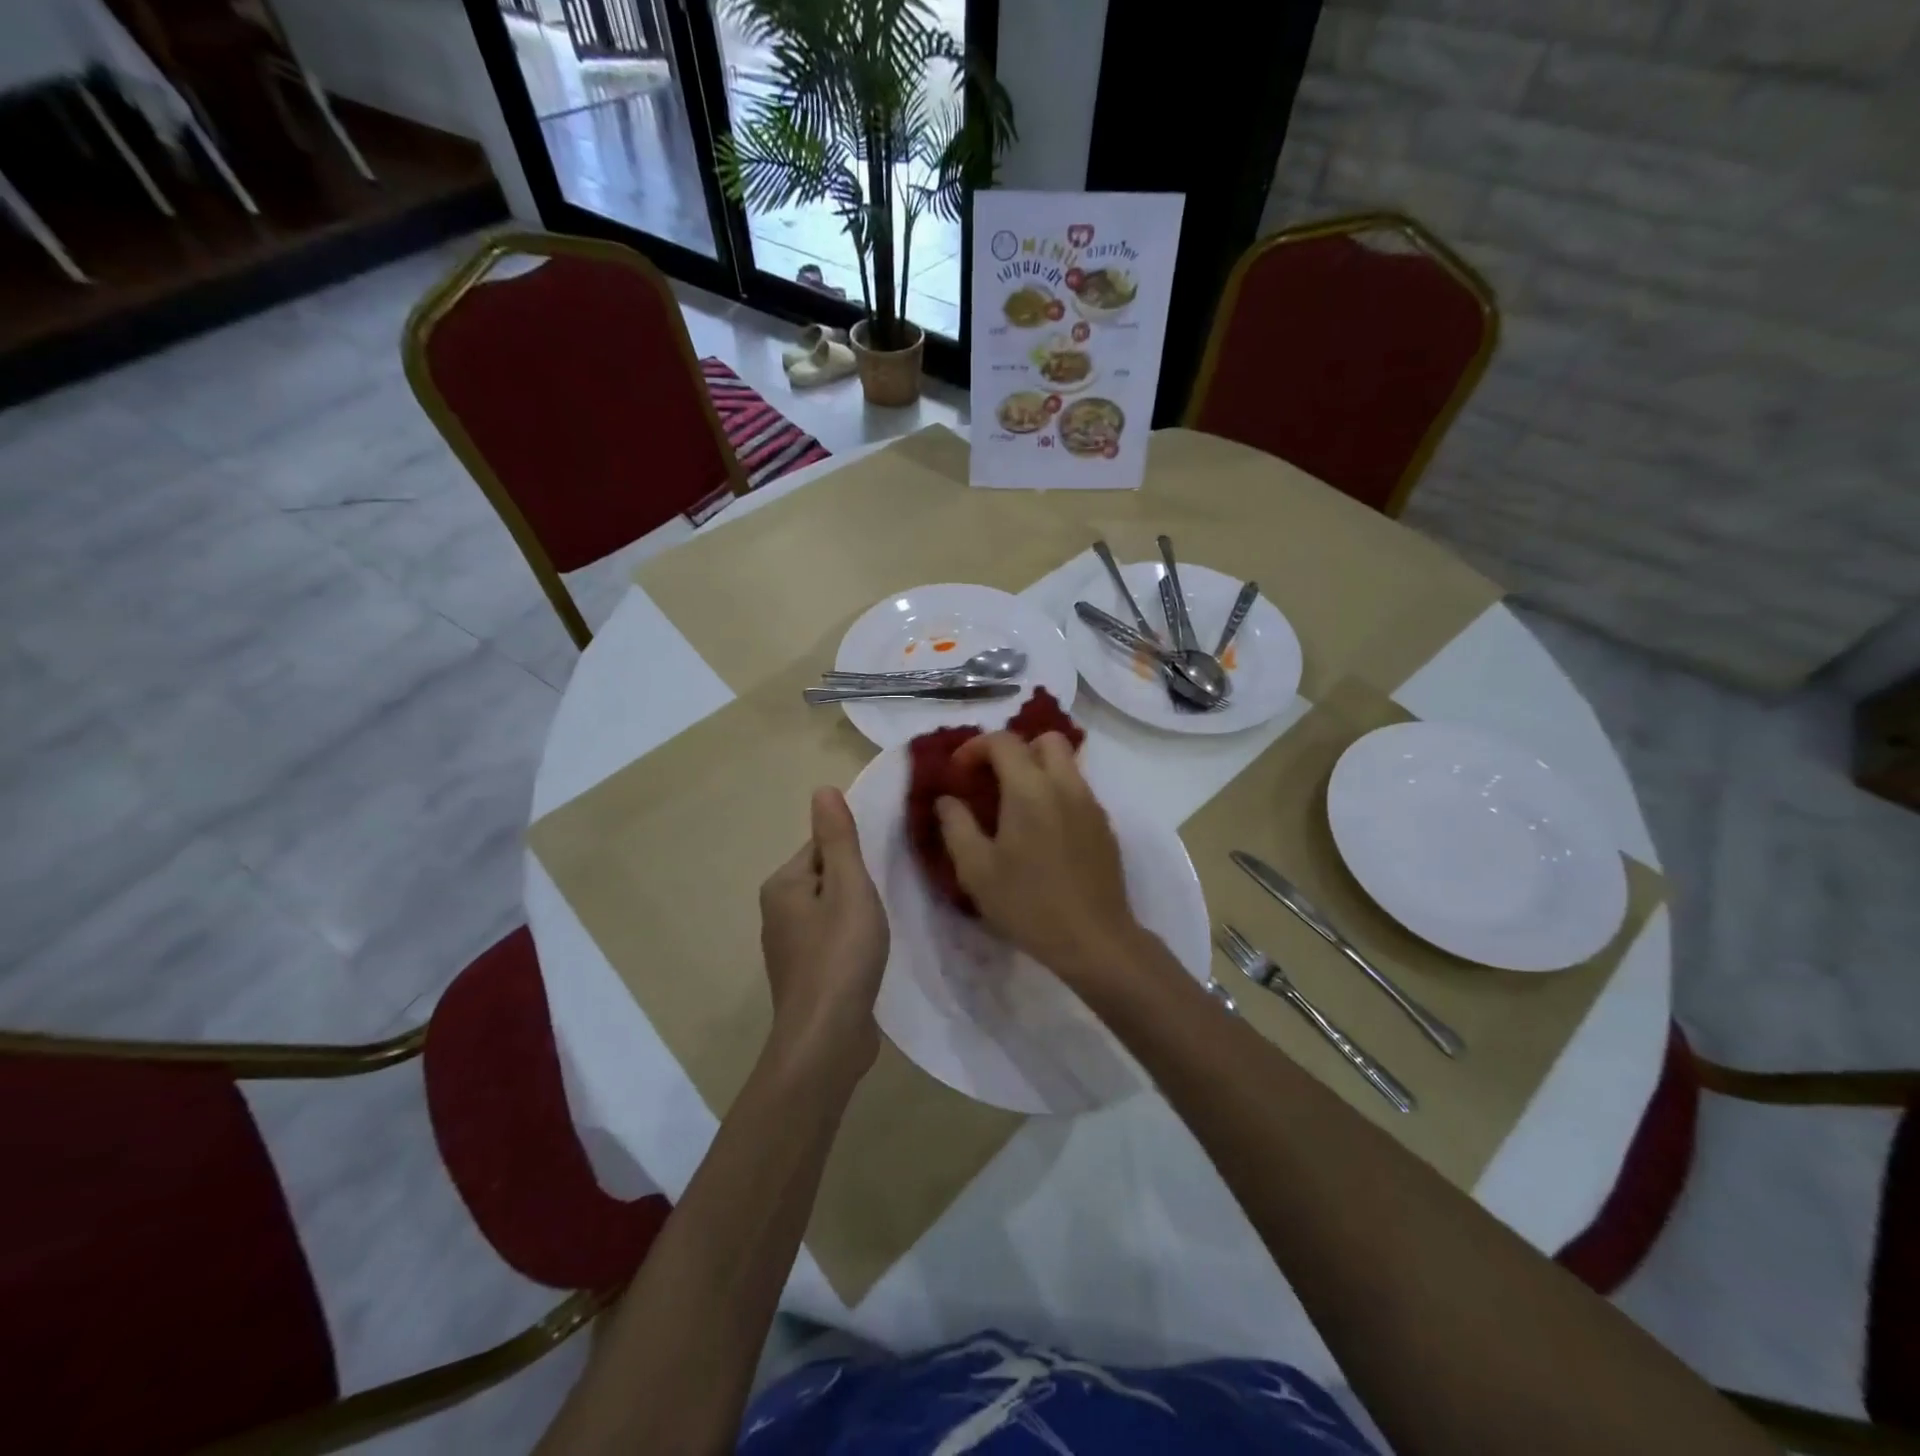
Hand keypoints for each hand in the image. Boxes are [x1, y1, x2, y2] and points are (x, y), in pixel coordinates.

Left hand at [760, 788, 888, 1077]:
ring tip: (885, 923)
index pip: (822, 847)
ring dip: (858, 912)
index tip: (884, 866)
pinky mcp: (806, 975)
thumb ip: (839, 838)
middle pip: (827, 877)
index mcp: (783, 884)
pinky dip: (852, 940)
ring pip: (831, 910)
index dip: (856, 853)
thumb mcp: (849, 887)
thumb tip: (822, 789)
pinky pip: (832, 940)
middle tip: (889, 895)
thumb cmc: (840, 954)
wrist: (827, 1039)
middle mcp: (778, 911)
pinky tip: (872, 953)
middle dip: (858, 882)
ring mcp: (790, 947)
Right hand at [934, 732, 1145, 988]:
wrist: (1094, 939)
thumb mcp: (976, 870)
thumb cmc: (1028, 904)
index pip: (1003, 741)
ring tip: (1015, 806)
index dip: (974, 747)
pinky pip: (1078, 790)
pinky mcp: (1104, 825)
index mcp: (1030, 789)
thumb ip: (956, 826)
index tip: (958, 773)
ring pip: (1066, 763)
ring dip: (1038, 770)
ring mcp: (1091, 804)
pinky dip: (1056, 792)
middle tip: (992, 780)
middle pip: (1045, 739)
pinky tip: (1042, 831)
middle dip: (1015, 749)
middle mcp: (1065, 785)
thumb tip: (947, 799)